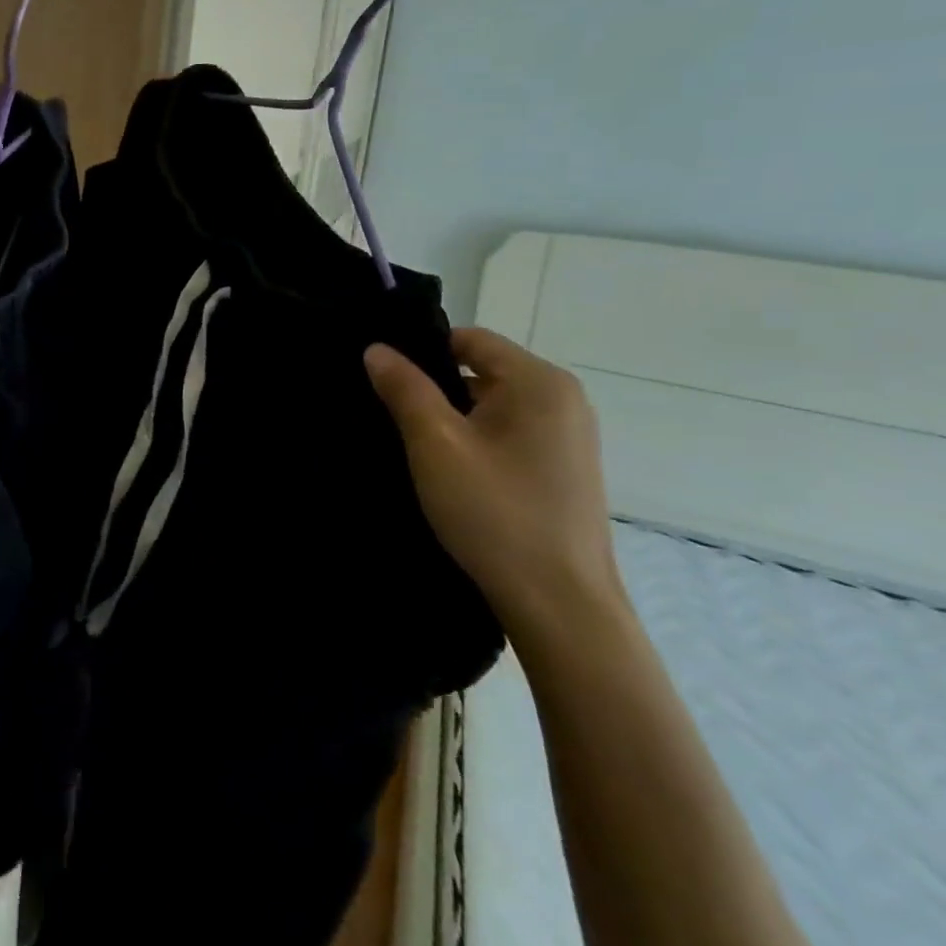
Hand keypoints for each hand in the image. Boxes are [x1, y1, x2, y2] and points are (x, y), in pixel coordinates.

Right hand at [364, 328, 626, 650]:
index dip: (421, 353)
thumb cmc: (495, 513)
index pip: (468, 339)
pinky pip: (509, 433)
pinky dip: (476, 441)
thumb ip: (404, 388)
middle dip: (435, 389)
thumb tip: (376, 349)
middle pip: (481, 370)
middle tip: (393, 417)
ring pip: (492, 405)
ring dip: (454, 419)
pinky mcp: (564, 468)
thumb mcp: (435, 444)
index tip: (384, 381)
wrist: (560, 606)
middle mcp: (563, 399)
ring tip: (417, 449)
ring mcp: (569, 436)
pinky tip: (451, 473)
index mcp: (539, 382)